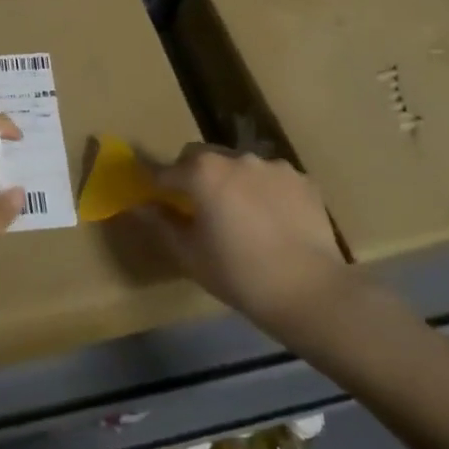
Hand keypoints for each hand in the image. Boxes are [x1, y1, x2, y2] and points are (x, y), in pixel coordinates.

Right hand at [136, 144, 357, 339]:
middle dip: (193, 175)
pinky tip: (272, 221)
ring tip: (240, 216)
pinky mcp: (302, 179)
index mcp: (203, 173)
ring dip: (231, 182)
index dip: (154, 184)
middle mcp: (236, 158)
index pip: (165, 171)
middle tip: (197, 208)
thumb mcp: (189, 254)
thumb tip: (139, 206)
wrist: (309, 290)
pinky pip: (271, 179)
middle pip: (202, 157)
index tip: (150, 197)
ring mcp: (273, 166)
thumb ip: (160, 223)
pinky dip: (264, 192)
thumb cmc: (238, 274)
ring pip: (239, 166)